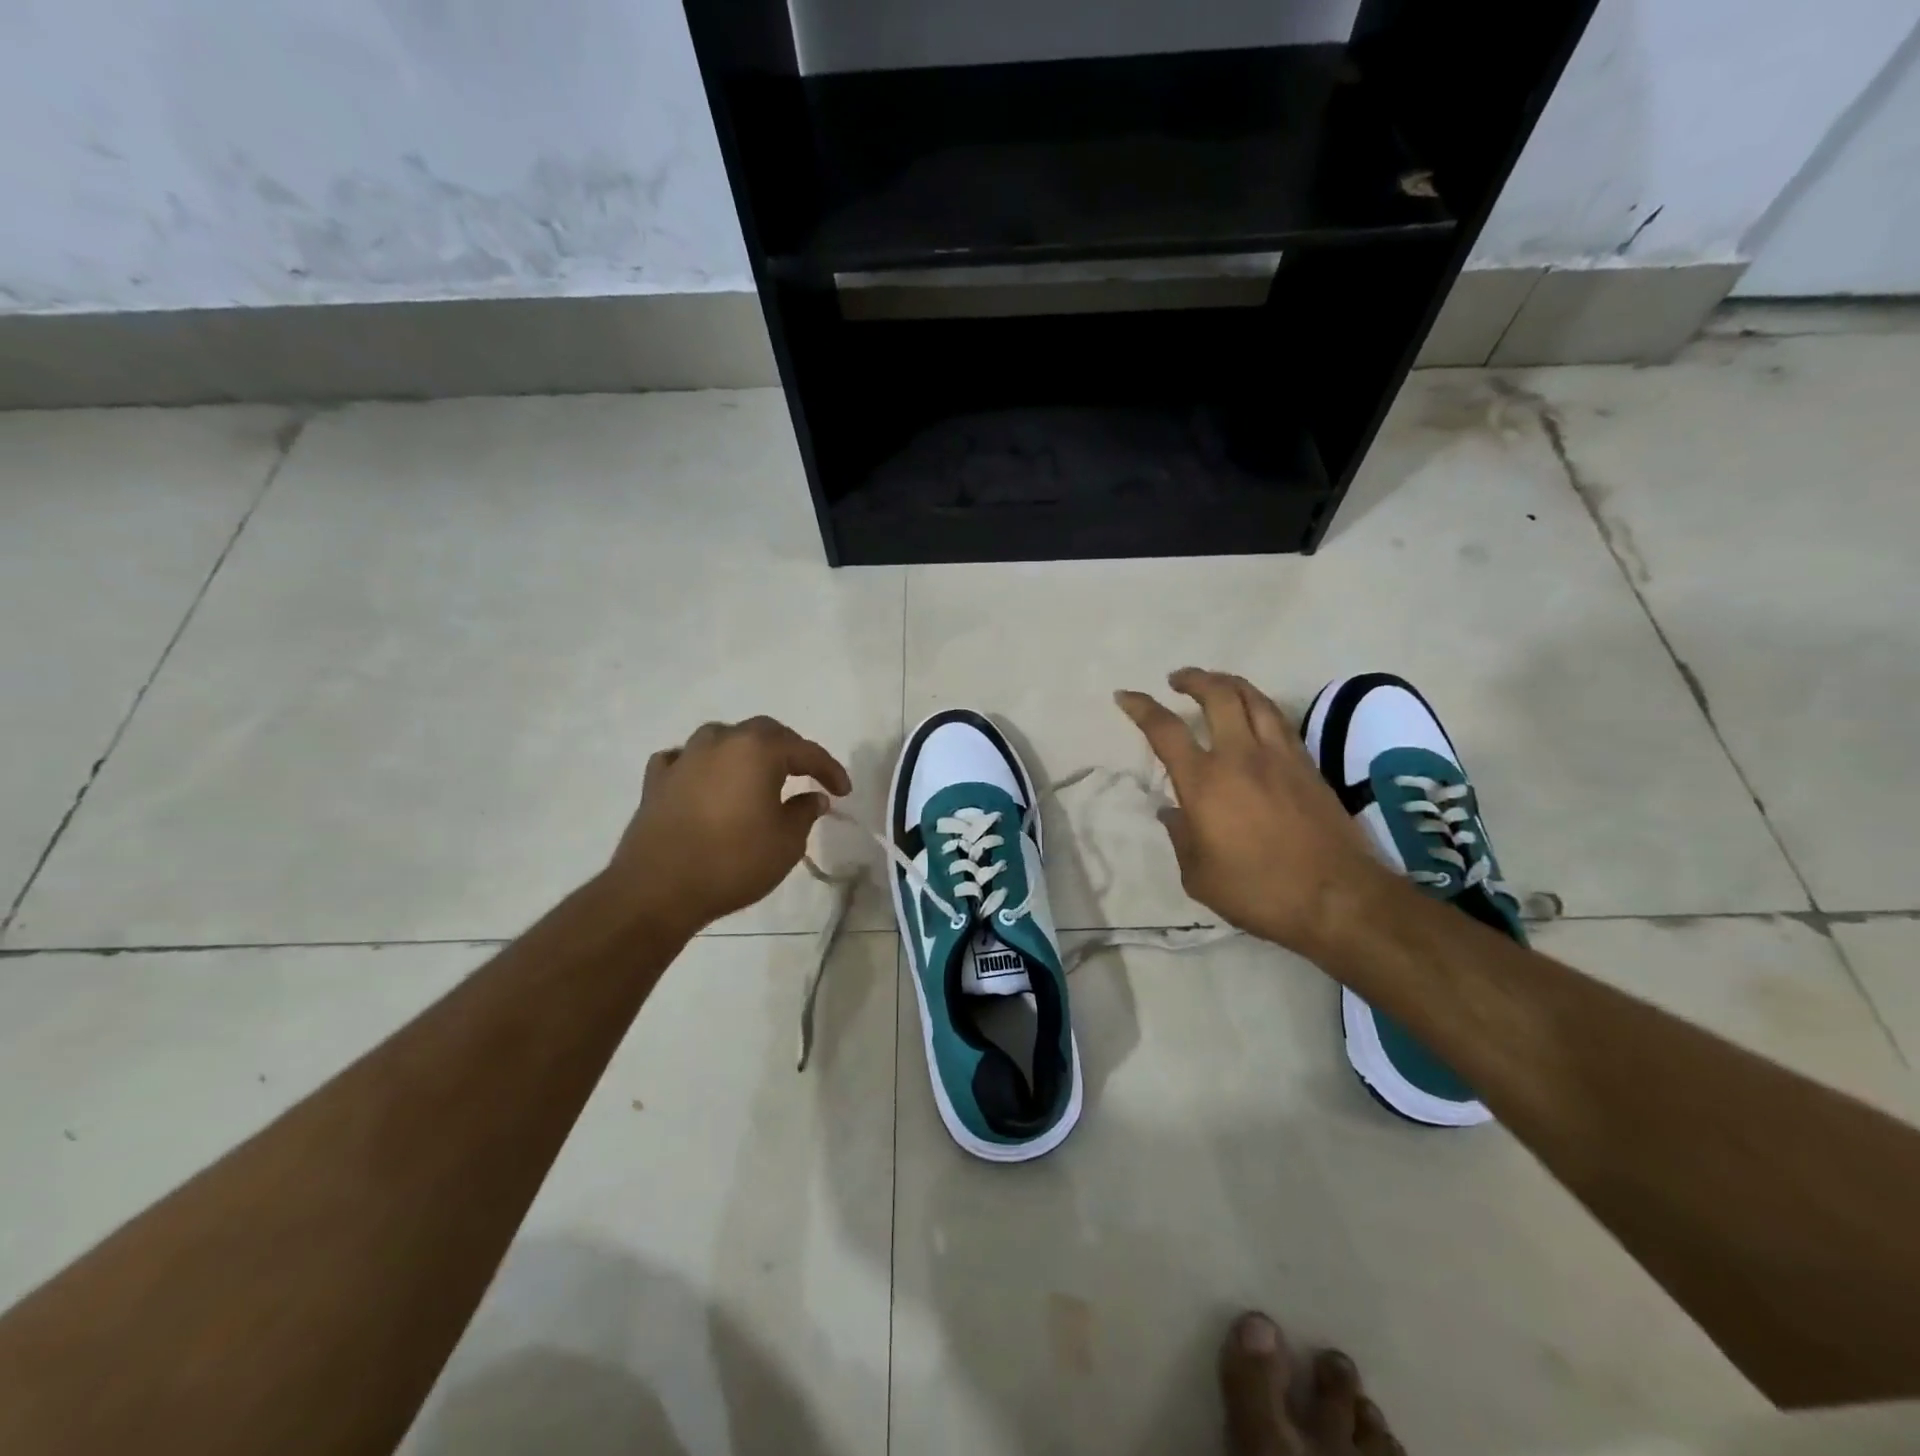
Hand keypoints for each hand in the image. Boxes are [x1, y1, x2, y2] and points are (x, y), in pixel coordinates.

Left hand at [607, 716, 850, 935]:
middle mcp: (721, 742)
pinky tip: (705, 780)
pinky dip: (702, 765)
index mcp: (758, 751)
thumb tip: (814, 797)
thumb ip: (804, 812)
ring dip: (744, 751)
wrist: (658, 889)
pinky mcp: (657, 780)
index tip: (844, 791)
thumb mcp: (786, 842)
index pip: (805, 751)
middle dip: (789, 750)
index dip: (829, 769)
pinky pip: (685, 759)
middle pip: (763, 732)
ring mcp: (684, 758)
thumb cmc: (733, 862)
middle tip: (805, 774)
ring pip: (722, 738)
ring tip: (756, 773)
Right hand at [1115, 668, 1393, 954]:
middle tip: (1177, 679)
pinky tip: (1254, 714)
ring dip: (1228, 683)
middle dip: (1193, 678)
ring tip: (1215, 683)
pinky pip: (1278, 719)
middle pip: (1217, 695)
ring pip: (1254, 698)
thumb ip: (1181, 837)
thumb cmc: (1259, 892)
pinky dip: (1258, 705)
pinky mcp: (1308, 765)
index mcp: (1204, 783)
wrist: (1338, 898)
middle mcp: (1240, 756)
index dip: (1141, 707)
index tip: (1125, 695)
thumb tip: (1172, 812)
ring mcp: (1280, 756)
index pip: (1165, 730)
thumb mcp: (1199, 876)